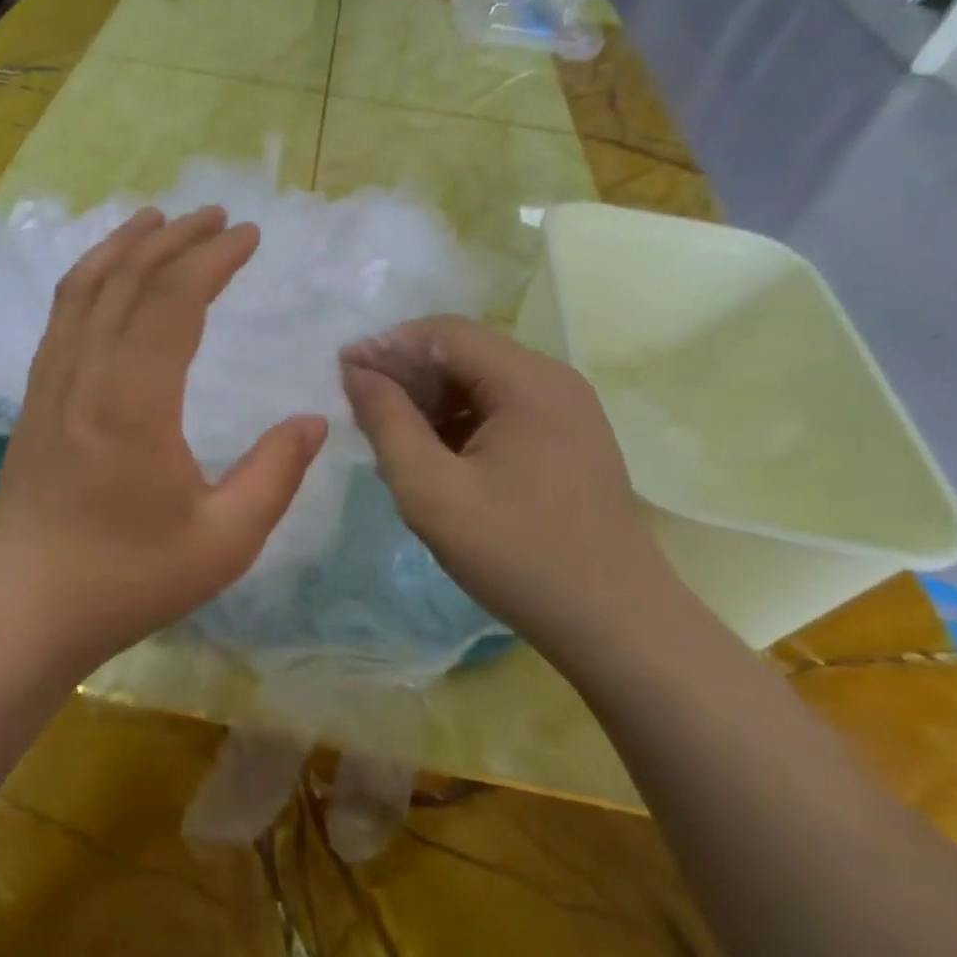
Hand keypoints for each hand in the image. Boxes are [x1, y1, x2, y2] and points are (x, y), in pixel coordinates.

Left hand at [0, 206, 328, 677]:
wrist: (23, 608)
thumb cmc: (125, 579)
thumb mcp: (223, 541)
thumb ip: (274, 475)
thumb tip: (313, 421)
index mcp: (133, 401)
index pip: (174, 300)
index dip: (213, 258)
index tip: (248, 234)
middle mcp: (86, 374)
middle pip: (129, 279)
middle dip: (176, 238)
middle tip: (218, 216)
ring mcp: (51, 382)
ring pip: (85, 287)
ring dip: (125, 245)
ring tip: (158, 219)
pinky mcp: (35, 397)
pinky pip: (62, 315)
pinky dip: (90, 277)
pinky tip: (107, 277)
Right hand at [341, 315, 692, 661]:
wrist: (615, 624)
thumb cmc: (517, 555)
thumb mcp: (431, 491)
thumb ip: (387, 423)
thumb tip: (357, 373)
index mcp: (527, 381)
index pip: (443, 333)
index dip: (386, 346)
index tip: (341, 374)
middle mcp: (553, 380)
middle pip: (464, 352)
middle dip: (407, 372)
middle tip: (361, 408)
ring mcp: (567, 410)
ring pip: (481, 380)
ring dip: (431, 398)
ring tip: (390, 434)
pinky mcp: (568, 439)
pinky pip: (502, 408)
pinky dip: (460, 420)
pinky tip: (434, 453)